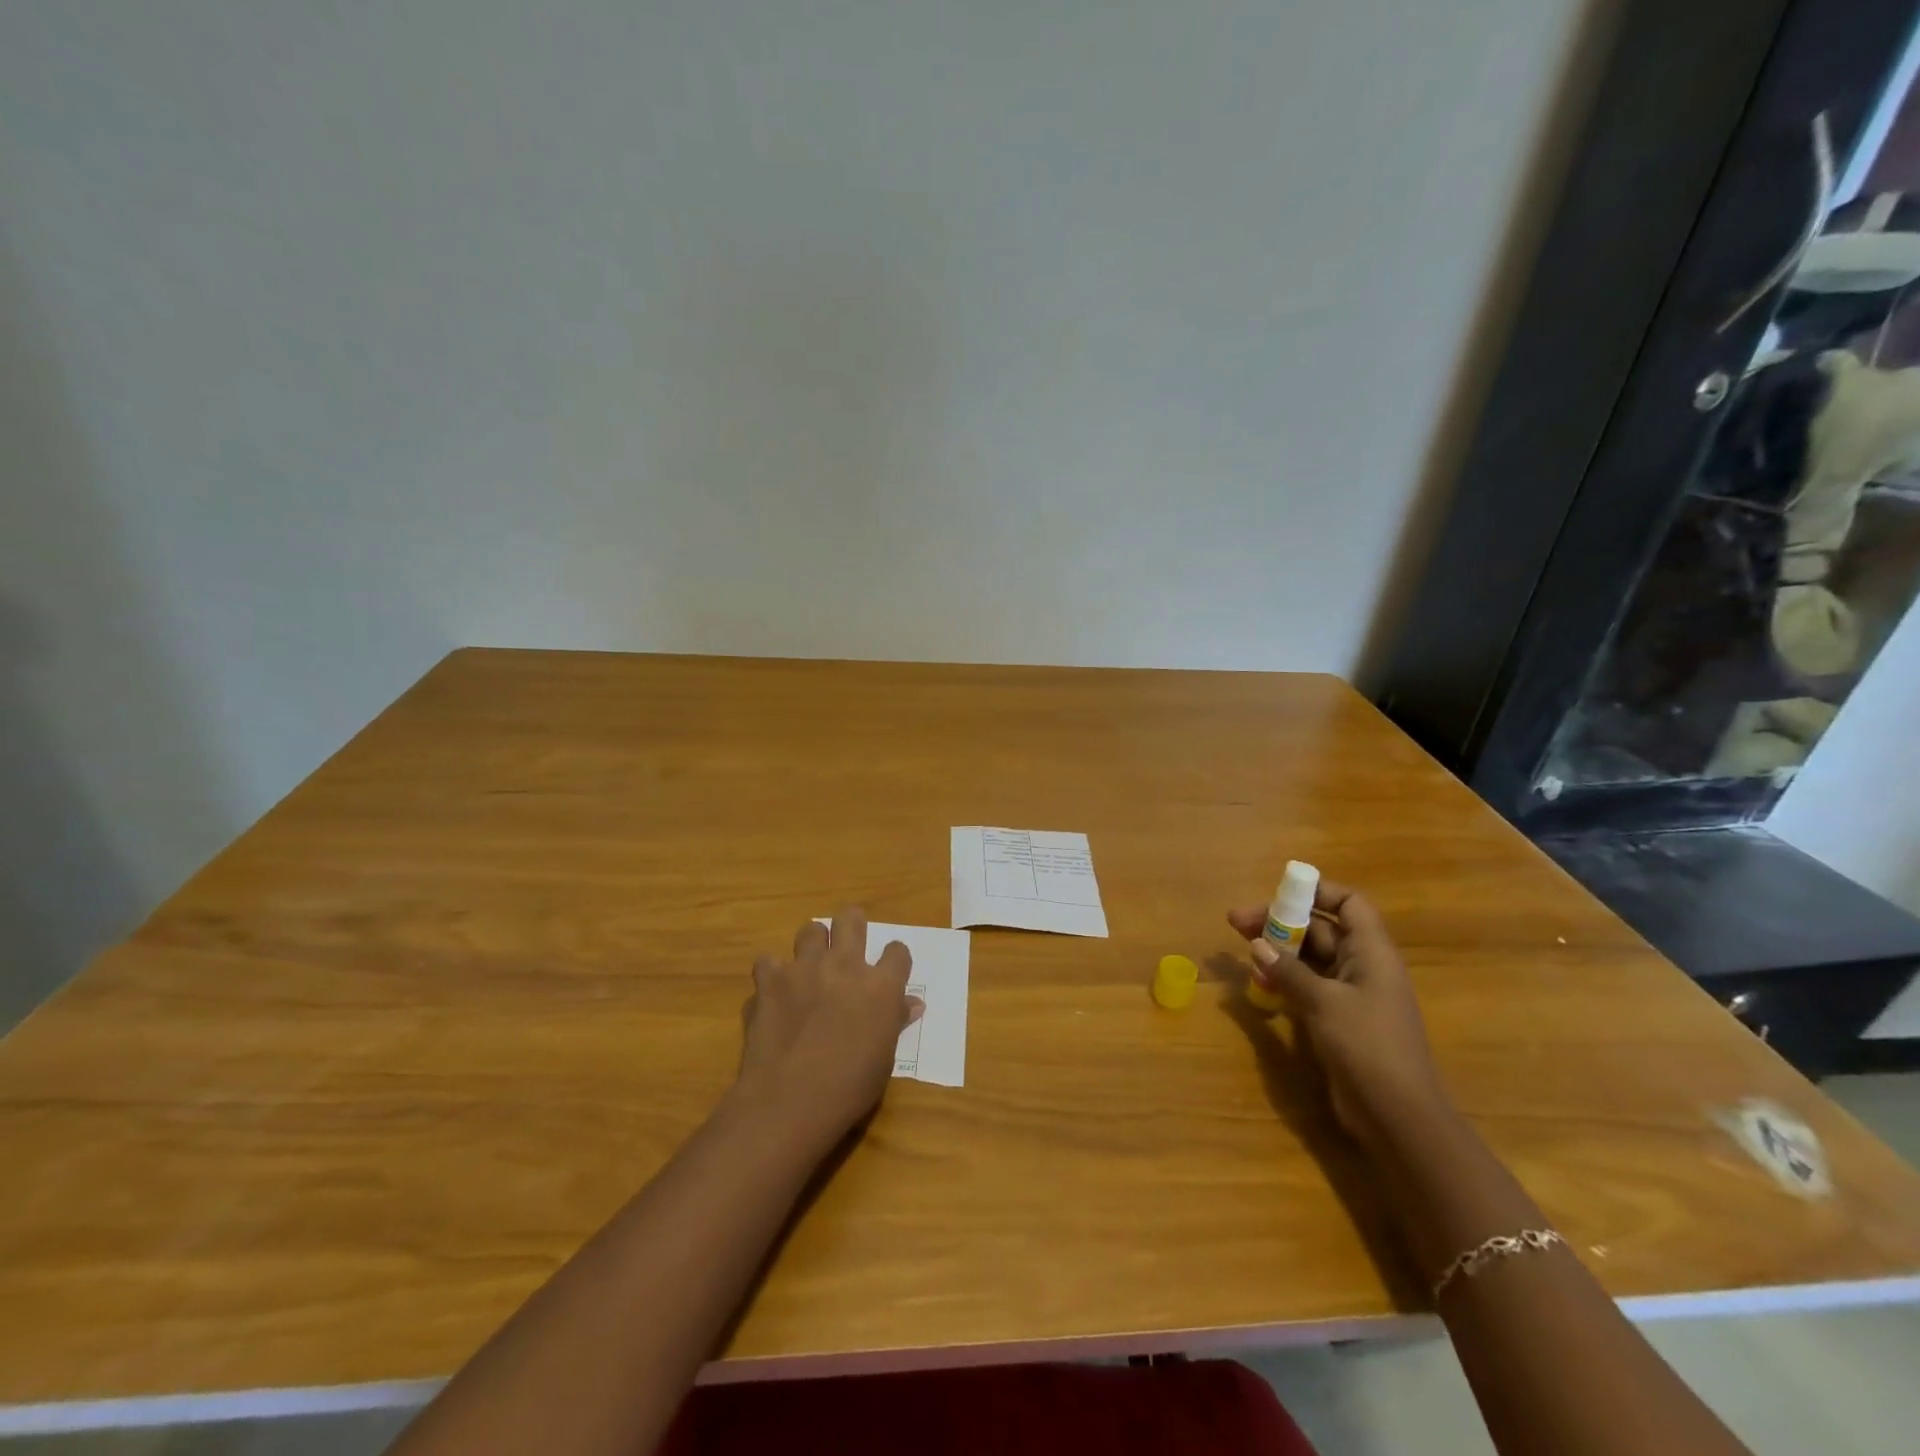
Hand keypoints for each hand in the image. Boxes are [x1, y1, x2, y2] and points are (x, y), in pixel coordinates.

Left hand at [734, 909, 922, 1148]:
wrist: (789, 1101)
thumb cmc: (848, 1088)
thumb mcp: (884, 1059)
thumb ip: (895, 1022)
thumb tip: (913, 1004)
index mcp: (880, 986)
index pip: (897, 952)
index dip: (894, 959)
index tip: (889, 970)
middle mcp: (844, 965)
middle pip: (851, 919)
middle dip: (851, 925)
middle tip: (847, 946)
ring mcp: (804, 969)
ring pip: (810, 930)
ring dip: (812, 945)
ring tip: (810, 968)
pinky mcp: (770, 981)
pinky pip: (768, 962)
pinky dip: (771, 975)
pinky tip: (773, 993)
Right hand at [1228, 882, 1450, 1151]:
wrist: (1397, 1116)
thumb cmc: (1367, 1046)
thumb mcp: (1324, 1002)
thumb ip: (1289, 971)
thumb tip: (1257, 944)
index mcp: (1372, 953)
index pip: (1349, 904)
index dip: (1318, 891)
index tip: (1279, 892)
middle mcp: (1363, 967)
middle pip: (1321, 929)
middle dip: (1281, 921)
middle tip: (1237, 923)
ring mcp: (1351, 995)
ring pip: (1310, 957)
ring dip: (1278, 950)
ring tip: (1241, 947)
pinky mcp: (1338, 1019)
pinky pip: (1307, 985)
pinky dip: (1283, 978)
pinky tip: (1257, 980)